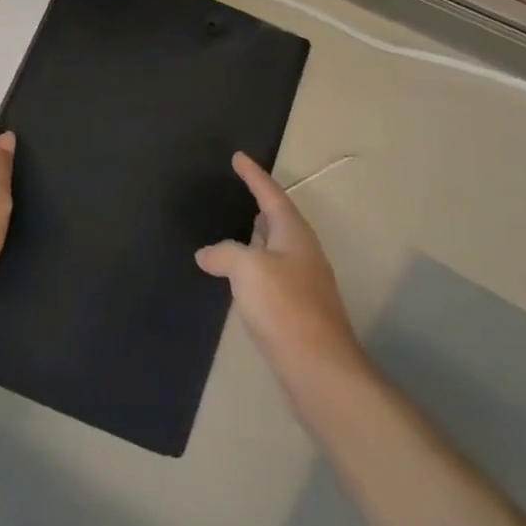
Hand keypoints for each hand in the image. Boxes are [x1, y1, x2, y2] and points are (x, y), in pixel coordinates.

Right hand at [197, 153, 364, 378]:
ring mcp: (304, 282)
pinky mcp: (298, 309)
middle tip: (239, 190)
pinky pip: (272, 275)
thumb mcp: (247, 270)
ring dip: (257, 237)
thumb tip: (207, 253)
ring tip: (236, 230)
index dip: (253, 175)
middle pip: (279, 219)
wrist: (318, 368)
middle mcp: (303, 252)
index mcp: (294, 234)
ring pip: (276, 248)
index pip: (271, 194)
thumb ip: (225, 253)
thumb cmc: (284, 307)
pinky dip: (255, 267)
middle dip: (260, 204)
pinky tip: (240, 278)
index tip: (238, 157)